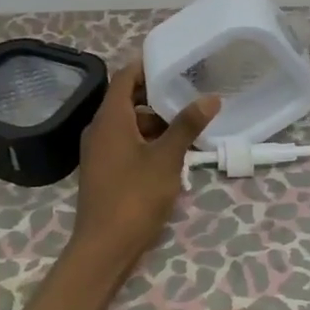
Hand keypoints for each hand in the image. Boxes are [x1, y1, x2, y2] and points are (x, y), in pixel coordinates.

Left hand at [66, 59, 219, 273]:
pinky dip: (147, 141)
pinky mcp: (103, 170)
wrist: (104, 247)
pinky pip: (125, 143)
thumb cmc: (134, 196)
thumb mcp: (167, 159)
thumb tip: (211, 98)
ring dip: (155, 122)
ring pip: (128, 124)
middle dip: (156, 96)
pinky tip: (172, 153)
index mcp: (110, 119)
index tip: (174, 62)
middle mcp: (99, 129)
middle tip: (189, 92)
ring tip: (187, 124)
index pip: (125, 78)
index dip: (147, 66)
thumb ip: (186, 126)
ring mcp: (99, 152)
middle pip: (127, 100)